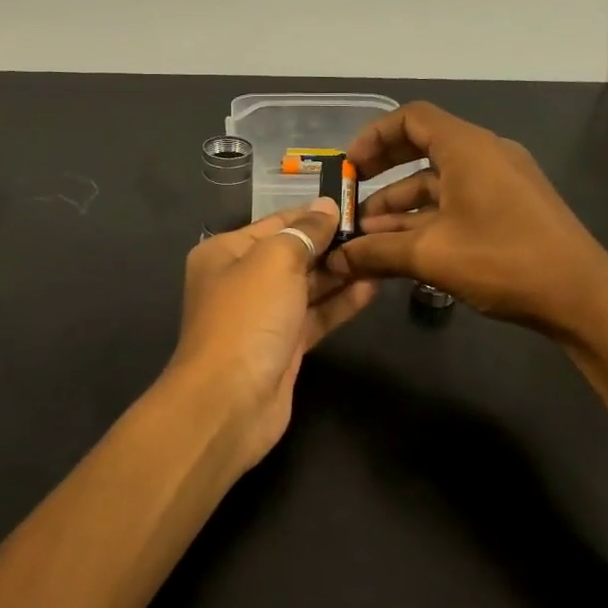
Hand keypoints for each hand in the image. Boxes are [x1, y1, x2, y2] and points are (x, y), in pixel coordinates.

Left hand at [164, 199, 380, 470]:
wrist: (230, 401)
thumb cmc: (248, 318)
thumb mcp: (275, 260)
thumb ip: (304, 231)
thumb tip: (326, 207)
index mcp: (225, 252)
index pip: (276, 223)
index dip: (314, 214)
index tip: (355, 205)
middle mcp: (240, 281)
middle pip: (293, 254)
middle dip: (331, 244)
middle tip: (377, 232)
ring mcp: (262, 317)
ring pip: (307, 287)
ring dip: (341, 273)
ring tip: (381, 255)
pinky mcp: (283, 347)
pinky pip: (315, 316)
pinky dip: (340, 303)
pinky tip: (372, 288)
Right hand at [325, 102, 607, 337]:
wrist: (583, 297)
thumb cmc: (504, 261)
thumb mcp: (431, 255)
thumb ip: (377, 252)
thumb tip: (336, 258)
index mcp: (468, 148)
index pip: (411, 118)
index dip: (374, 136)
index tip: (349, 167)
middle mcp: (486, 154)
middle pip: (423, 146)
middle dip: (383, 172)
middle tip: (352, 199)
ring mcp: (502, 181)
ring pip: (440, 180)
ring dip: (402, 204)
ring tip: (370, 237)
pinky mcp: (512, 207)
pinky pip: (459, 199)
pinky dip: (429, 217)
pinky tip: (405, 247)